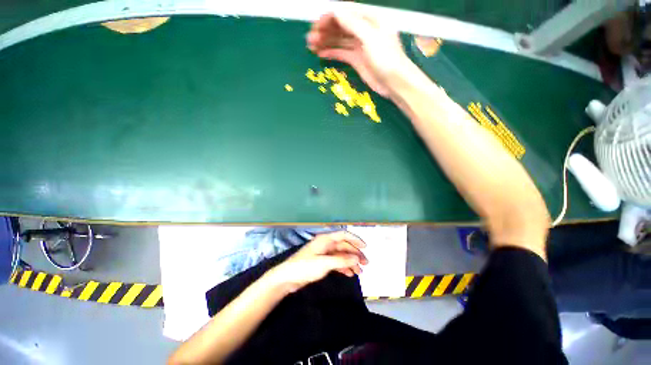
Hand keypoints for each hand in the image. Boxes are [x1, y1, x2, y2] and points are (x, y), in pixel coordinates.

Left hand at [266, 231, 368, 292]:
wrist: (287, 278)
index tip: (365, 247)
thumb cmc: (304, 267)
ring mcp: (324, 253)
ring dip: (350, 261)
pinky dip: (343, 267)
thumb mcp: (324, 263)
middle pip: (344, 246)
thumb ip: (341, 260)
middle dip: (355, 253)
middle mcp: (326, 244)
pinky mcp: (321, 262)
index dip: (355, 239)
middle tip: (365, 263)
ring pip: (341, 255)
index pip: (343, 235)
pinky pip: (336, 262)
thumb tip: (357, 257)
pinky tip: (350, 274)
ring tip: (360, 271)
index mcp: (325, 240)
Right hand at [306, 11, 411, 97]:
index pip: (346, 12)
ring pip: (339, 40)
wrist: (394, 83)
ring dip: (325, 42)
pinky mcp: (357, 60)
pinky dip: (332, 53)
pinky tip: (321, 54)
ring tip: (311, 46)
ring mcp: (360, 46)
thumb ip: (353, 24)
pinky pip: (342, 53)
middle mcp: (364, 30)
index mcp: (370, 19)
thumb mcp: (371, 38)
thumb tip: (335, 11)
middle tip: (310, 39)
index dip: (329, 17)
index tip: (316, 25)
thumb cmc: (386, 58)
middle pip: (341, 26)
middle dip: (325, 30)